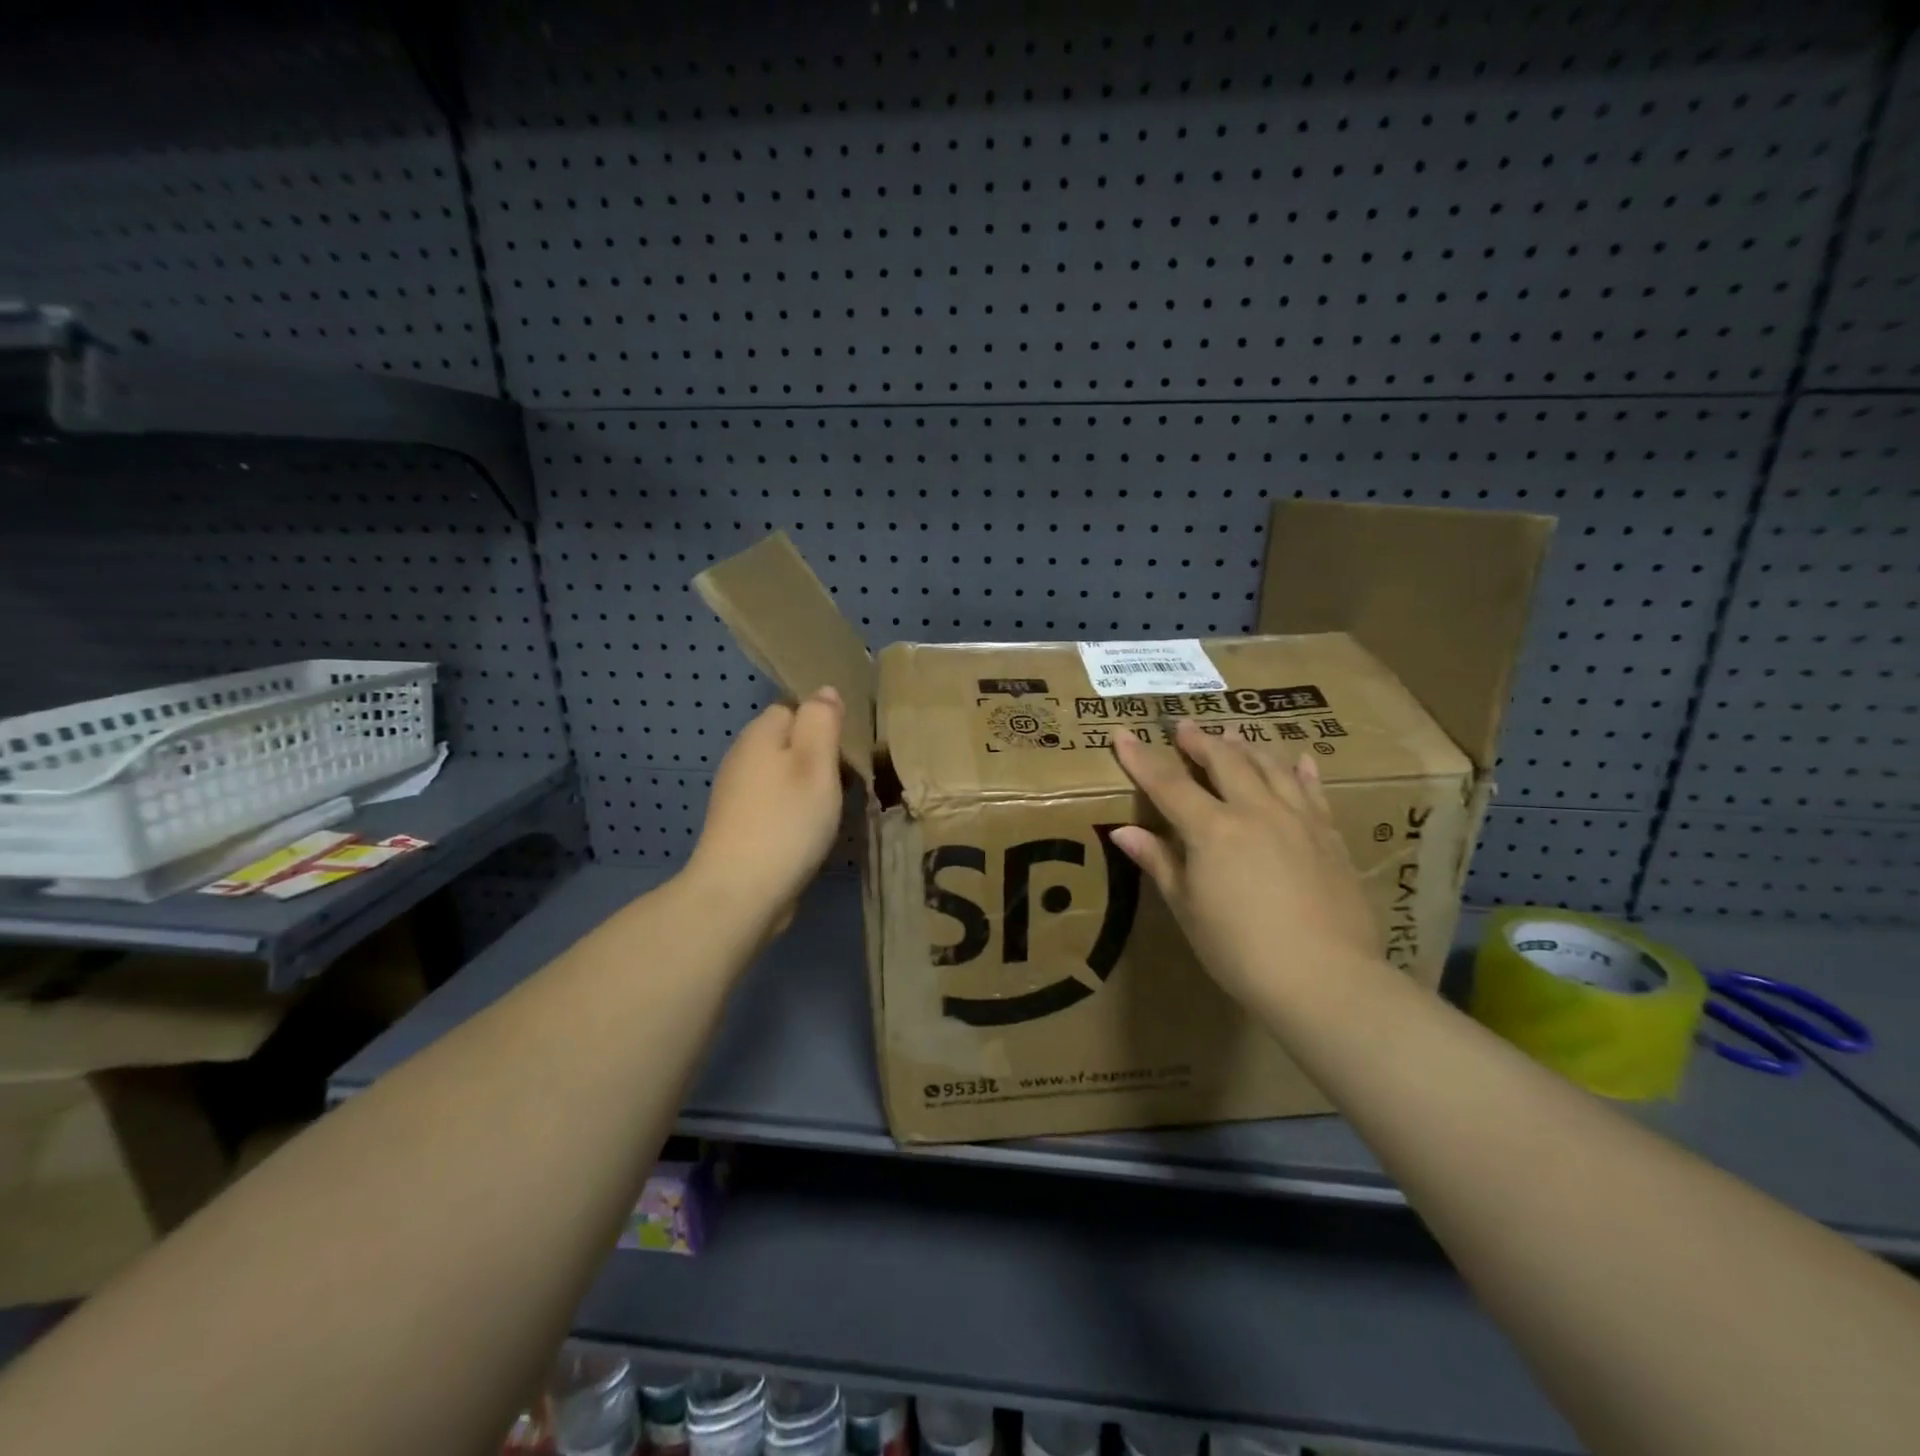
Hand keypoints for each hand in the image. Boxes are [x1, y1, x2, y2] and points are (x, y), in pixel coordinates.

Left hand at [684, 688, 846, 929]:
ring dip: (809, 787)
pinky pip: (776, 805)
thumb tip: (825, 691)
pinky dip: (795, 812)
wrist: (741, 893)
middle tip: (850, 780)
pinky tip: (812, 831)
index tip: (850, 748)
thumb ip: (822, 721)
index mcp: (759, 735)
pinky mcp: (741, 828)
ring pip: (783, 776)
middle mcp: (742, 758)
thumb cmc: (787, 821)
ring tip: (836, 808)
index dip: (824, 722)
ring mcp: (737, 795)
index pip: (794, 708)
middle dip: (819, 756)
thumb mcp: (816, 763)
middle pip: (788, 742)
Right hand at [1111, 719, 1379, 1009]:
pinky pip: (1313, 791)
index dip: (1141, 758)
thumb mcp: (1188, 909)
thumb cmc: (1240, 950)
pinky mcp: (1329, 836)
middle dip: (1199, 741)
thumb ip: (1159, 862)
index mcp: (1212, 829)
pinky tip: (1299, 759)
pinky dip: (1301, 771)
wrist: (1325, 979)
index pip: (1167, 783)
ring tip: (1232, 736)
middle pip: (1224, 762)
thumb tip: (1123, 831)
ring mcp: (1298, 819)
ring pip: (1270, 767)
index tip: (1121, 733)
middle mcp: (1255, 811)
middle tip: (1184, 726)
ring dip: (1245, 748)